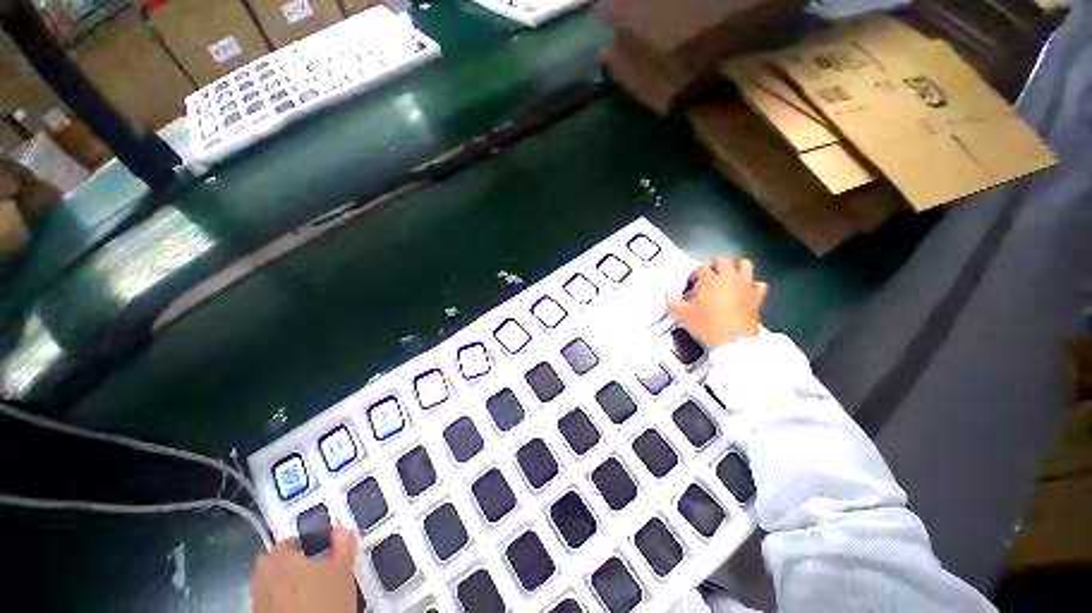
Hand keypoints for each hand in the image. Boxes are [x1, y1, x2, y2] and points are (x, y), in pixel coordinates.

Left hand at [252, 525, 357, 612]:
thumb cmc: (325, 601)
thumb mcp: (344, 568)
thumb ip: (344, 543)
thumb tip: (342, 529)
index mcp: (280, 559)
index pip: (289, 541)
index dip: (307, 541)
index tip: (324, 545)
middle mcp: (263, 578)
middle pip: (274, 562)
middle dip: (292, 561)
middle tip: (314, 564)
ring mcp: (260, 602)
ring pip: (272, 584)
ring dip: (288, 582)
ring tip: (312, 588)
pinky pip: (272, 603)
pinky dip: (285, 602)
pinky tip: (305, 607)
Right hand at [668, 257, 767, 349]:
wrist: (733, 343)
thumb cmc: (706, 326)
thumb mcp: (683, 315)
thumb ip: (673, 302)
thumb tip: (667, 295)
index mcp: (710, 280)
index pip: (701, 268)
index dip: (694, 274)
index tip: (691, 283)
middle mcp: (728, 278)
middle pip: (723, 260)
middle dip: (715, 265)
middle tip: (708, 278)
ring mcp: (745, 286)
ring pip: (745, 265)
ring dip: (736, 269)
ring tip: (728, 280)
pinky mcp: (757, 297)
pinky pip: (759, 285)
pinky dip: (752, 286)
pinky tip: (745, 293)